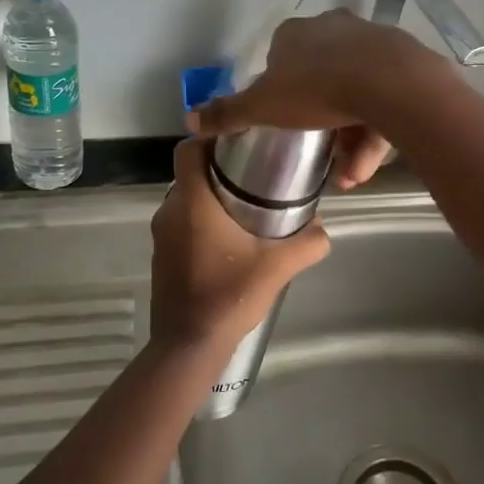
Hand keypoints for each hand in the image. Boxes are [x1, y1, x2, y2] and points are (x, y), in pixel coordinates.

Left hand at [149, 138, 329, 351]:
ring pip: (186, 199)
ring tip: (246, 204)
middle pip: (190, 173)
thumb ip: (307, 243)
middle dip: (218, 168)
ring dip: (210, 196)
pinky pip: (181, 223)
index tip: (239, 142)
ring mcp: (162, 235)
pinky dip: (201, 220)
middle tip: (254, 172)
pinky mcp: (162, 256)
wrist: (188, 345)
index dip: (209, 138)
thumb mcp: (278, 267)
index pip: (188, 149)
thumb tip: (322, 228)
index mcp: (192, 203)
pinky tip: (229, 239)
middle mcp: (170, 211)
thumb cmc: (229, 296)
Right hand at [187, 11, 434, 188]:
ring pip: (356, 94)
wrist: (390, 83)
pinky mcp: (404, 61)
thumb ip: (227, 115)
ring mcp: (372, 42)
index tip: (287, 119)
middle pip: (322, 78)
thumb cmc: (316, 90)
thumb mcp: (263, 107)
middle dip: (321, 124)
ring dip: (350, 139)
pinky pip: (385, 100)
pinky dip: (375, 133)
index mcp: (296, 34)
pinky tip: (369, 167)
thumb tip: (187, 121)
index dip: (281, 91)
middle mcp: (334, 28)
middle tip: (323, 156)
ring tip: (349, 176)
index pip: (281, 58)